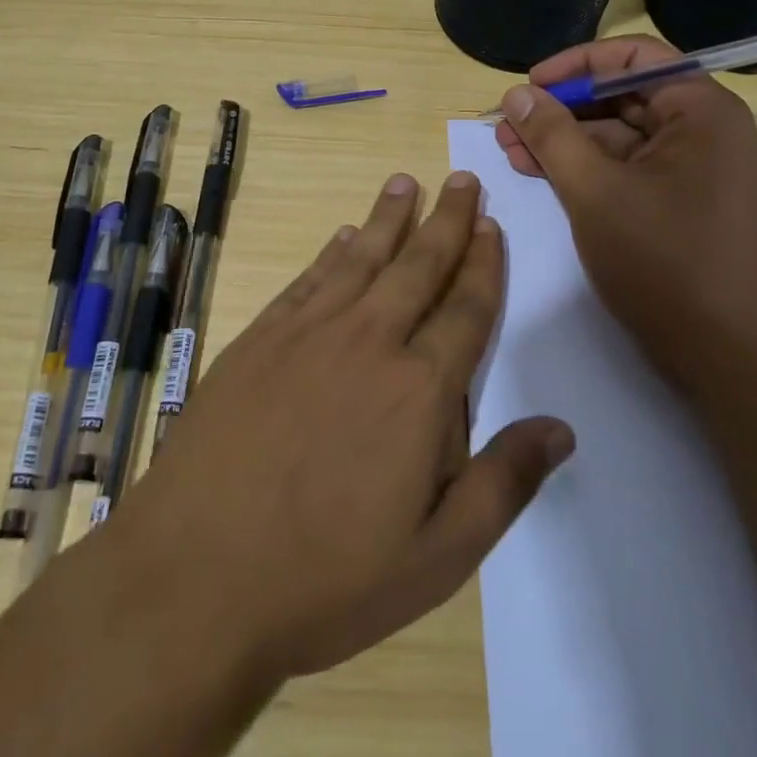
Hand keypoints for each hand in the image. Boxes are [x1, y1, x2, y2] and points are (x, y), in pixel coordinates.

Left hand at [112, 171, 574, 681]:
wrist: (195, 574)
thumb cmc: (326, 578)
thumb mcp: (436, 558)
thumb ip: (503, 484)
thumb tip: (561, 428)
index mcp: (418, 391)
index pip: (465, 310)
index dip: (482, 264)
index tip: (491, 224)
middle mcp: (368, 343)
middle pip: (418, 268)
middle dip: (446, 221)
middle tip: (461, 179)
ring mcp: (308, 334)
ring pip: (362, 259)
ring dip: (388, 218)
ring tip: (406, 182)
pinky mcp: (260, 339)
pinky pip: (308, 280)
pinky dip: (332, 252)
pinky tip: (343, 235)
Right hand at [493, 34, 756, 384]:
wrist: (726, 357)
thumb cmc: (663, 261)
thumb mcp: (594, 191)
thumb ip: (551, 135)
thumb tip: (515, 94)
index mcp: (701, 111)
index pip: (634, 57)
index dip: (576, 65)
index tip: (529, 85)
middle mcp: (706, 131)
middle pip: (624, 97)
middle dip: (561, 109)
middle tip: (508, 125)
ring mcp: (697, 171)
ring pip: (621, 136)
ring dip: (566, 141)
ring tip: (511, 151)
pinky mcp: (684, 204)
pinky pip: (629, 169)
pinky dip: (587, 169)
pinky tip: (543, 175)